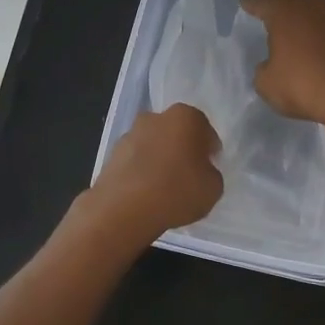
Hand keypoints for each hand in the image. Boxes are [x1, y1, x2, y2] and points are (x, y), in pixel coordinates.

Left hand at [87, 103, 223, 238]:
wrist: (125, 208)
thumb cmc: (177, 190)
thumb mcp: (213, 188)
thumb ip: (211, 173)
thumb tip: (201, 171)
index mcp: (186, 117)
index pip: (205, 130)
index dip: (209, 150)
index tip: (210, 168)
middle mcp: (156, 117)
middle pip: (176, 132)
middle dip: (182, 150)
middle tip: (188, 175)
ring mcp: (130, 134)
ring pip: (153, 144)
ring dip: (160, 159)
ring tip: (165, 188)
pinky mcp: (112, 153)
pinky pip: (136, 160)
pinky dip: (141, 171)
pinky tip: (146, 193)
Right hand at [239, 0, 324, 125]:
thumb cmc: (303, 85)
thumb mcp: (268, 84)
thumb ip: (264, 70)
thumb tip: (271, 65)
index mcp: (284, 12)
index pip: (263, 2)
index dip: (252, 4)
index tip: (245, 3)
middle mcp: (311, 7)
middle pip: (290, 0)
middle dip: (277, 4)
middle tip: (267, 8)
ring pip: (313, 11)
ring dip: (303, 17)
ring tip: (294, 26)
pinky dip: (321, 33)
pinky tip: (318, 44)